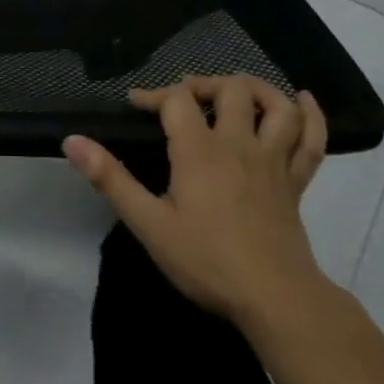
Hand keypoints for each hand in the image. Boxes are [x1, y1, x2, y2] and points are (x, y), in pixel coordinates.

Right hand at [64, 75, 330, 327]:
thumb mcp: (148, 222)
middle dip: (204, 84)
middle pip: (231, 89)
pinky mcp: (297, 182)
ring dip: (257, 89)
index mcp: (199, 151)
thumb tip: (71, 140)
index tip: (136, 104)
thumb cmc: (206, 261)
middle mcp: (239, 144)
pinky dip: (311, 114)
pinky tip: (302, 100)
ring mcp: (273, 161)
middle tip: (186, 99)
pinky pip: (312, 140)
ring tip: (236, 91)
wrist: (275, 298)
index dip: (154, 94)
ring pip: (277, 106)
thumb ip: (109, 179)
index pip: (177, 99)